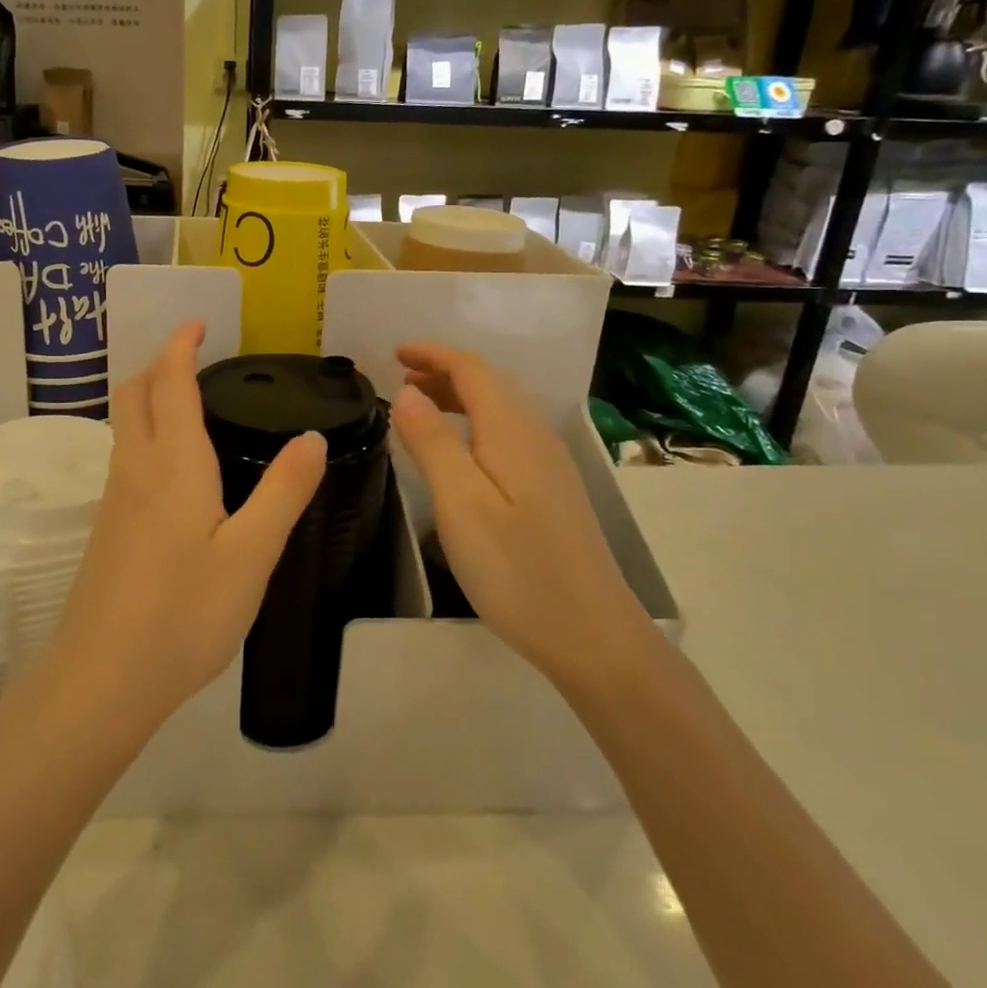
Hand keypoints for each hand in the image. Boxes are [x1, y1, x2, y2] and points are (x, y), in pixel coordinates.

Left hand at [42, 321, 327, 739]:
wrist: (102, 678)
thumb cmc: (184, 613)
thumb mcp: (251, 554)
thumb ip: (283, 492)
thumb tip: (312, 438)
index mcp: (173, 463)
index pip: (170, 382)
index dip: (181, 345)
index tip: (199, 322)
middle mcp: (135, 468)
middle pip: (133, 393)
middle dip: (159, 363)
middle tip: (194, 356)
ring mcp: (113, 498)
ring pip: (123, 425)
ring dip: (148, 397)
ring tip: (189, 403)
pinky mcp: (105, 527)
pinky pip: (124, 457)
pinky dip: (145, 434)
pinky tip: (173, 468)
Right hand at [390, 342, 653, 691]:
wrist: (592, 635)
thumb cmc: (518, 570)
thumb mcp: (461, 505)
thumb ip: (433, 443)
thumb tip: (405, 393)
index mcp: (512, 432)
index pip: (472, 370)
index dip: (433, 354)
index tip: (393, 352)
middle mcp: (536, 437)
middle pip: (490, 384)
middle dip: (444, 371)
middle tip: (400, 378)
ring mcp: (549, 465)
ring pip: (501, 409)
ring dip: (459, 396)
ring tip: (420, 407)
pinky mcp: (552, 491)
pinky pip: (508, 434)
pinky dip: (475, 423)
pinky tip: (460, 451)